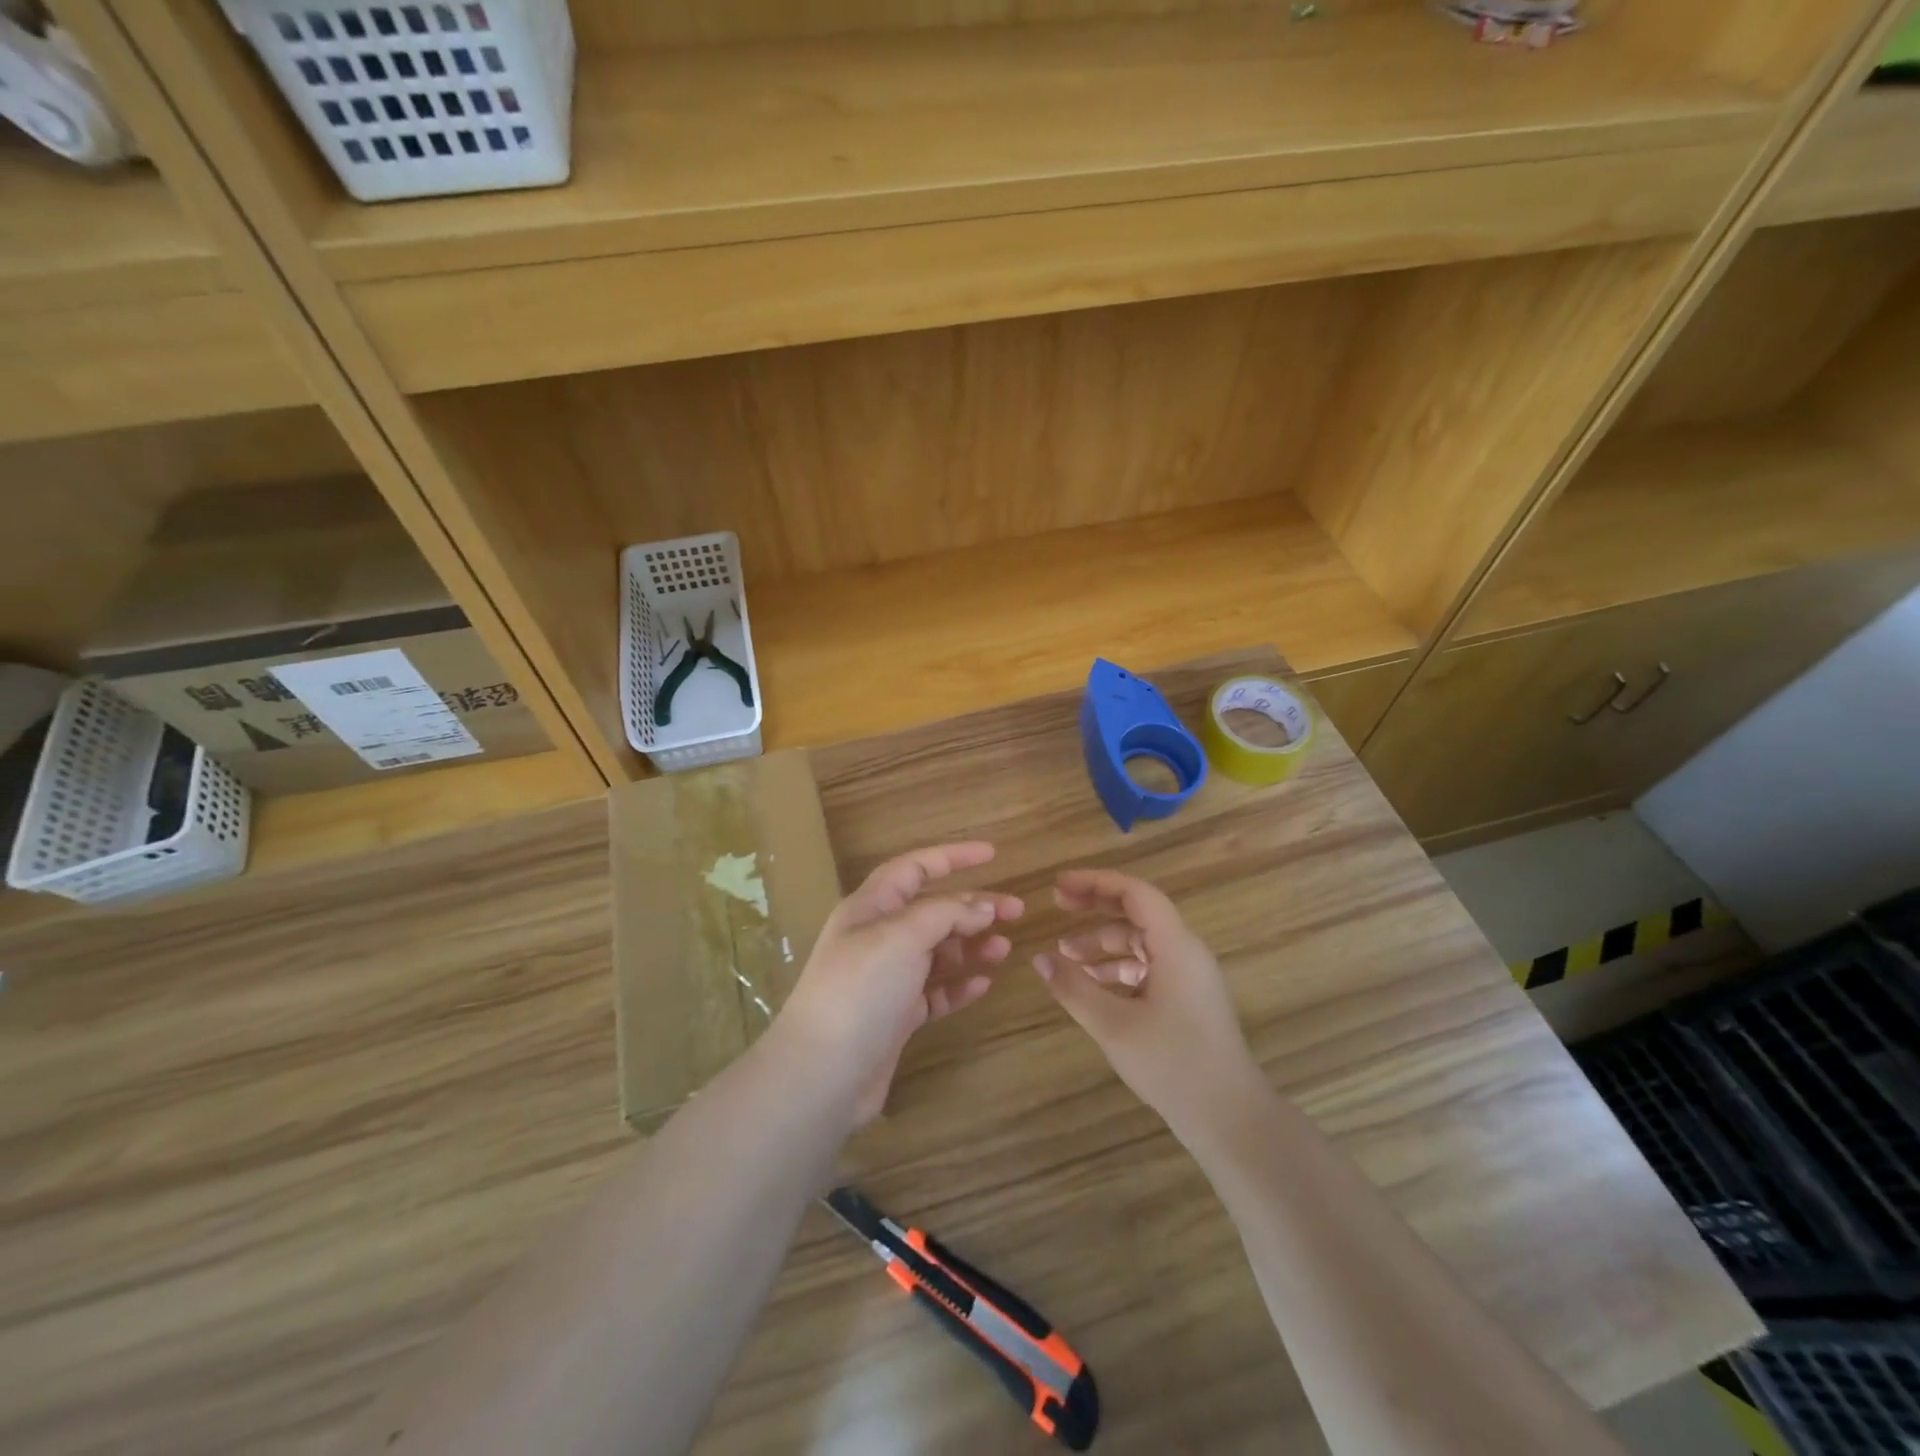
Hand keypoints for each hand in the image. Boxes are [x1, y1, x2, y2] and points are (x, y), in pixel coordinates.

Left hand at [779, 842, 1022, 1123]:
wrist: (823, 1073)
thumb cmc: (860, 989)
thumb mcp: (903, 936)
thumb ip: (946, 914)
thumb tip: (983, 906)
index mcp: (871, 907)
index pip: (914, 867)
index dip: (952, 857)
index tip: (993, 854)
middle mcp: (878, 937)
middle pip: (933, 910)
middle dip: (973, 907)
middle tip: (1016, 912)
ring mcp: (887, 979)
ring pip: (937, 952)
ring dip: (970, 947)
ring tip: (1003, 951)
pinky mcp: (896, 1017)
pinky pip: (934, 992)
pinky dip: (959, 985)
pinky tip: (983, 985)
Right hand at [1034, 868, 1263, 1140]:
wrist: (1231, 1118)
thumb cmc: (1173, 1064)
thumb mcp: (1113, 1025)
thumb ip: (1074, 988)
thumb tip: (1040, 959)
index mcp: (1175, 945)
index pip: (1134, 893)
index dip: (1095, 883)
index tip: (1058, 886)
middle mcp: (1186, 951)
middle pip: (1137, 912)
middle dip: (1095, 906)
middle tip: (1057, 904)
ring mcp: (1191, 976)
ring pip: (1141, 942)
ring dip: (1103, 942)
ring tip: (1065, 956)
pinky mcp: (1189, 999)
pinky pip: (1149, 967)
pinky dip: (1118, 968)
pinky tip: (1092, 986)